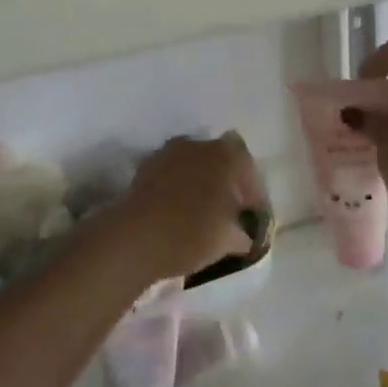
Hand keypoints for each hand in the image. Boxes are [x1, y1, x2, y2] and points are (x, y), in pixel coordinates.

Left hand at [108, 133, 267, 285]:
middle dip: (228, 184)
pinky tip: (177, 209)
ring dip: (201, 182)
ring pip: (196, 165)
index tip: (251, 218)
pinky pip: (173, 172)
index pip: (250, 173)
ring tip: (201, 211)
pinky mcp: (147, 164)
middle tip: (228, 213)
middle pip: (222, 162)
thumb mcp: (228, 241)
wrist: (134, 237)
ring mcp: (171, 151)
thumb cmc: (191, 234)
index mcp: (229, 156)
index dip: (253, 197)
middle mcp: (201, 145)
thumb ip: (243, 234)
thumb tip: (244, 236)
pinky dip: (179, 186)